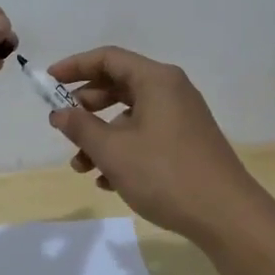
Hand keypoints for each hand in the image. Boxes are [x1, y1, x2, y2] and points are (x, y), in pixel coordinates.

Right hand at [46, 46, 268, 241]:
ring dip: (102, 136)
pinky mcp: (187, 143)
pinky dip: (123, 150)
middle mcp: (171, 90)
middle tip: (63, 125)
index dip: (75, 66)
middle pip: (119, 85)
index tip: (48, 81)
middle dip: (86, 106)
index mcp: (156, 80)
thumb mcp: (114, 151)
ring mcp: (182, 117)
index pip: (108, 58)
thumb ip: (81, 127)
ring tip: (81, 166)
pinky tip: (107, 181)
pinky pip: (147, 135)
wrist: (226, 215)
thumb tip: (59, 112)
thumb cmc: (165, 174)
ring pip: (131, 116)